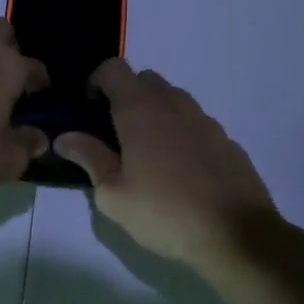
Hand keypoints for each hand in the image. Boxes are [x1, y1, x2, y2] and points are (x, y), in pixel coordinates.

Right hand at [54, 59, 281, 266]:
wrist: (237, 235)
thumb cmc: (164, 213)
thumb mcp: (113, 195)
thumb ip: (89, 158)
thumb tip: (66, 137)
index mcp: (141, 111)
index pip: (114, 68)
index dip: (96, 82)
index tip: (90, 111)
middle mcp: (174, 104)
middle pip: (145, 80)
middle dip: (126, 97)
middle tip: (116, 135)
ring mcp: (206, 120)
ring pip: (173, 100)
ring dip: (156, 114)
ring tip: (148, 156)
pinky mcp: (227, 140)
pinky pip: (196, 124)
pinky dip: (181, 134)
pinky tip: (181, 172)